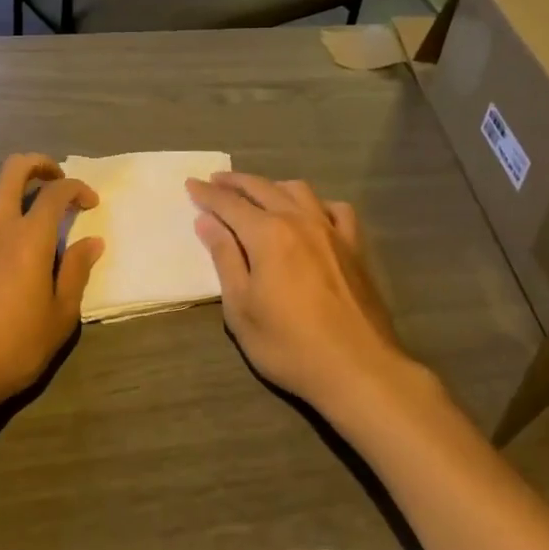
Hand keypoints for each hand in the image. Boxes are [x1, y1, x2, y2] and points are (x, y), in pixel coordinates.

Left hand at [0, 154, 101, 424]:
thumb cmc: (12, 348)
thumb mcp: (60, 318)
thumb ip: (77, 273)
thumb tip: (92, 241)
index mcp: (31, 237)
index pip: (57, 192)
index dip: (77, 188)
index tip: (89, 203)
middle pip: (13, 170)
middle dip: (37, 165)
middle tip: (49, 182)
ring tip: (2, 205)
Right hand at [186, 173, 411, 414]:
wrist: (357, 369)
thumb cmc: (289, 344)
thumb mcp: (241, 308)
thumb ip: (225, 258)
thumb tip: (206, 222)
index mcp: (267, 234)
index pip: (229, 204)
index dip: (207, 194)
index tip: (190, 184)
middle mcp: (299, 220)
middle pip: (262, 188)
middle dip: (235, 182)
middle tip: (215, 181)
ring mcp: (331, 231)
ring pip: (299, 191)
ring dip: (272, 185)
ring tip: (257, 192)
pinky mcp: (355, 247)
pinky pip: (335, 210)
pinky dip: (316, 203)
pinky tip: (311, 213)